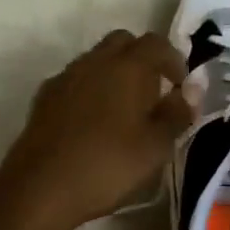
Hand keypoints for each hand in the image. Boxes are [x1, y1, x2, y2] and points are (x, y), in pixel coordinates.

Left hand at [0, 29, 193, 229]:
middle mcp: (95, 60)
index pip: (156, 43)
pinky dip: (90, 89)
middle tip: (153, 92)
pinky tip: (92, 122)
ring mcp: (66, 76)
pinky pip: (75, 80)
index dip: (173, 60)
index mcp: (128, 66)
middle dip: (142, 59)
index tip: (180, 86)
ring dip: (114, 73)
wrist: (40, 187)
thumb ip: (177, 114)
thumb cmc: (108, 165)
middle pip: (123, 42)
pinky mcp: (44, 96)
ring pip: (96, 59)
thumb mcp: (156, 146)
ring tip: (124, 110)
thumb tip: (189, 92)